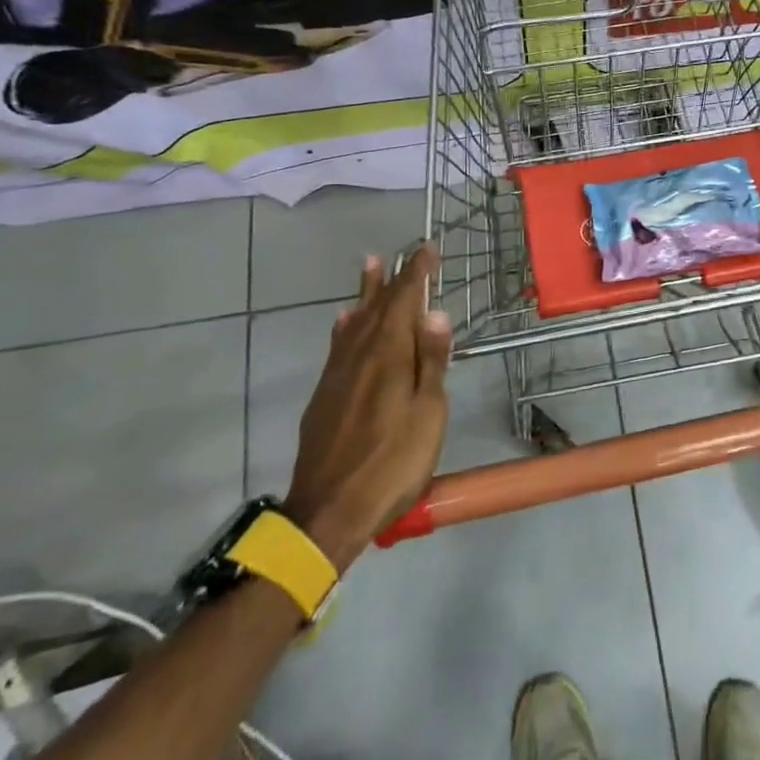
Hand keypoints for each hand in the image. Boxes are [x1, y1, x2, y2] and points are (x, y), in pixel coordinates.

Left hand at [284, 246, 451, 569]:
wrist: (329, 510)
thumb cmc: (392, 463)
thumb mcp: (428, 414)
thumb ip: (431, 362)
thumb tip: (435, 313)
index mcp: (389, 356)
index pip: (404, 301)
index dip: (417, 274)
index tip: (427, 249)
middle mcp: (359, 355)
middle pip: (376, 307)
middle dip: (391, 279)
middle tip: (397, 253)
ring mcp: (337, 375)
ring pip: (354, 322)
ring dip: (365, 294)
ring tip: (369, 268)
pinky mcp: (324, 395)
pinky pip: (338, 345)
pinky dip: (346, 326)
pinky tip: (344, 324)